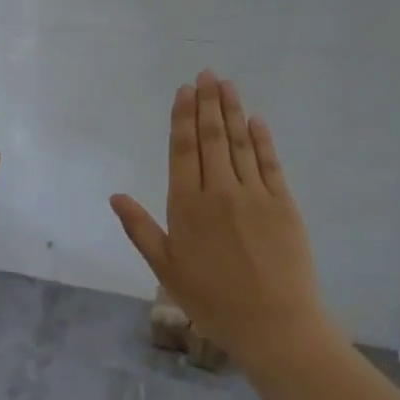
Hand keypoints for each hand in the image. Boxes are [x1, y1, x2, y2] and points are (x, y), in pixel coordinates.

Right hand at [111, 72, 335, 374]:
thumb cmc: (212, 301)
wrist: (275, 325)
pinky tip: (256, 121)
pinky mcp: (283, 204)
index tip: (184, 91)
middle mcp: (219, 192)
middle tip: (206, 73)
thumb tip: (116, 196)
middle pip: (211, 138)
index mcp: (187, 206)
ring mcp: (254, 195)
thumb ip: (141, 229)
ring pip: (239, 144)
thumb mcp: (166, 269)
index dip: (183, 118)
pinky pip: (269, 163)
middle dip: (207, 103)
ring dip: (232, 111)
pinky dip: (262, 139)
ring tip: (227, 84)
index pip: (183, 151)